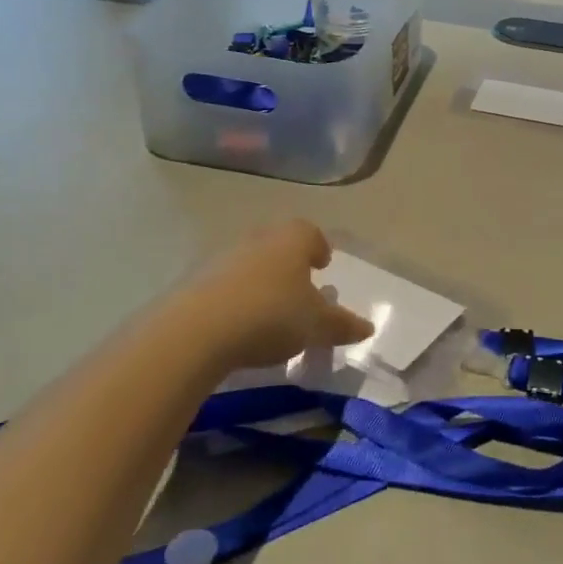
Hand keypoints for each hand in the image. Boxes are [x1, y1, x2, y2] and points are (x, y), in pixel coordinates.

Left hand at [169, 220, 374, 372]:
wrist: (197, 331)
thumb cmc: (272, 315)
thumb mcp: (317, 326)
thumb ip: (343, 324)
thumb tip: (368, 327)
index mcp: (291, 240)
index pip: (310, 232)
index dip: (319, 247)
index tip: (323, 265)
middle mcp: (257, 240)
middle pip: (278, 245)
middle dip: (290, 264)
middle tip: (300, 288)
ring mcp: (222, 258)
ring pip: (251, 264)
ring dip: (262, 281)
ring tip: (271, 311)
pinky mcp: (195, 282)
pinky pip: (225, 285)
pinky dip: (237, 299)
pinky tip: (241, 324)